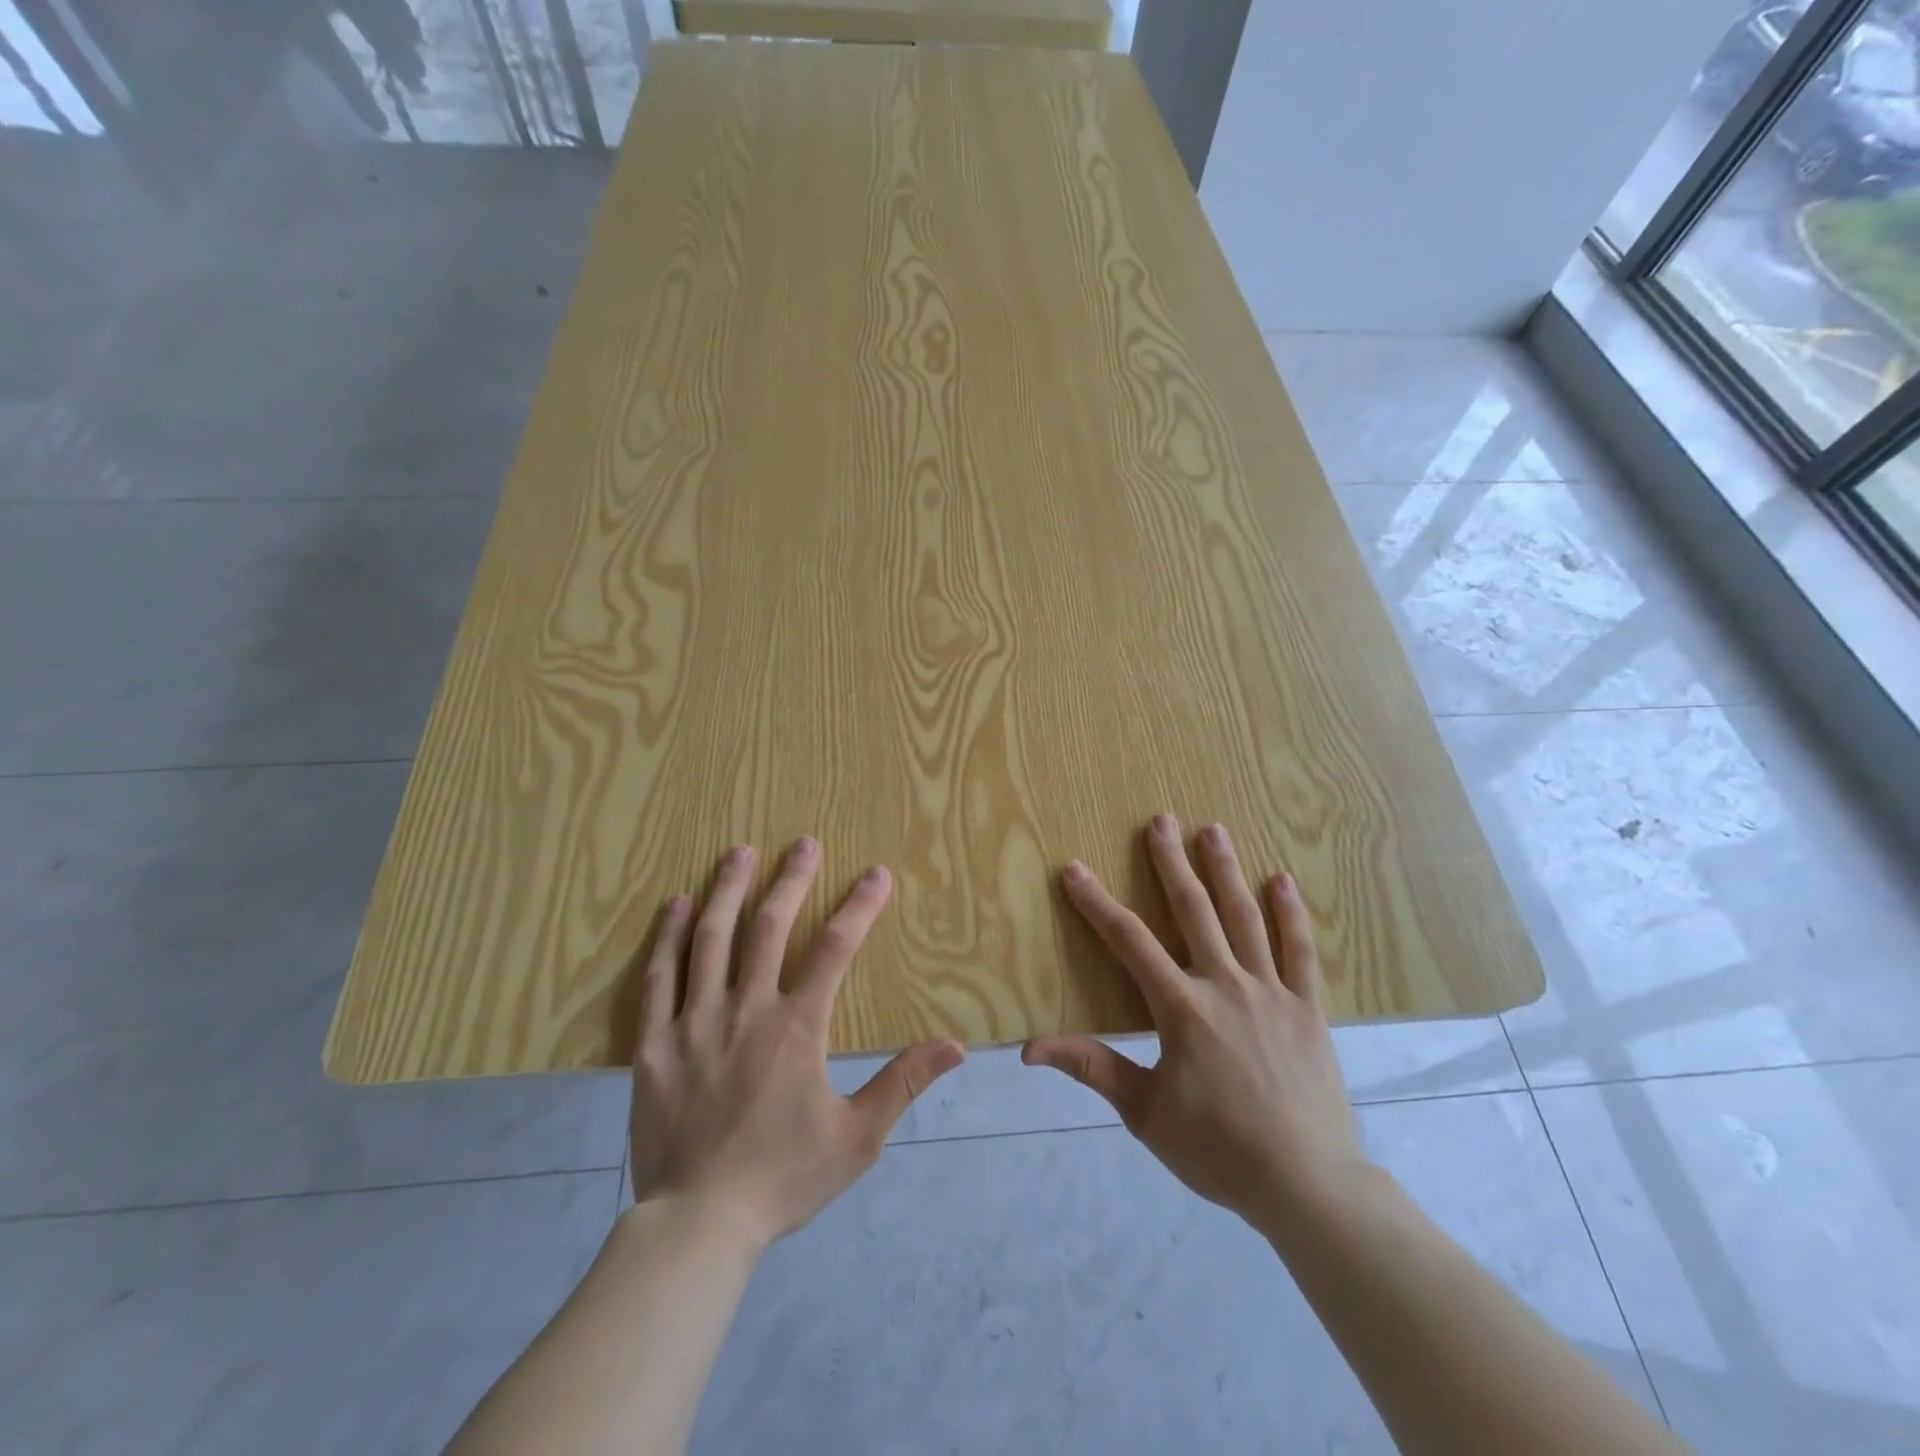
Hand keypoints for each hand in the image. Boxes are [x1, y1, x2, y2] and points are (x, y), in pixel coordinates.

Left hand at [629, 838, 964, 1250]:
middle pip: (769, 928)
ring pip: (710, 939)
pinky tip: (678, 904)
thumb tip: (956, 1046)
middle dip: (790, 880)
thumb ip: (904, 1083)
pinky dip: (669, 936)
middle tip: (803, 843)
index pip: (835, 949)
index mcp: (796, 1027)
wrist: (699, 1224)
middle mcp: (745, 1009)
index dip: (859, 906)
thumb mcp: (858, 1137)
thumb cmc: (784, 1177)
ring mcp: (694, 1022)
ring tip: (739, 852)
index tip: (876, 873)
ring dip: (728, 890)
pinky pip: (659, 978)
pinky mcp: (654, 1043)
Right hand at [1024, 815, 1367, 1229]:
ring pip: (1245, 918)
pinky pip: (1300, 951)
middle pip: (1194, 911)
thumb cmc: (1218, 1150)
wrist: (1307, 1185)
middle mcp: (1226, 985)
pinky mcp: (1308, 1008)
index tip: (1074, 869)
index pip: (1129, 942)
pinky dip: (1291, 913)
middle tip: (1161, 820)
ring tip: (1213, 830)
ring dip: (1226, 871)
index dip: (1097, 903)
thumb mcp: (1145, 1113)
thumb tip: (1029, 1048)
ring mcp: (1272, 992)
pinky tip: (1282, 879)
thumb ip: (1092, 1067)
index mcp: (1182, 1009)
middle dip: (1172, 863)